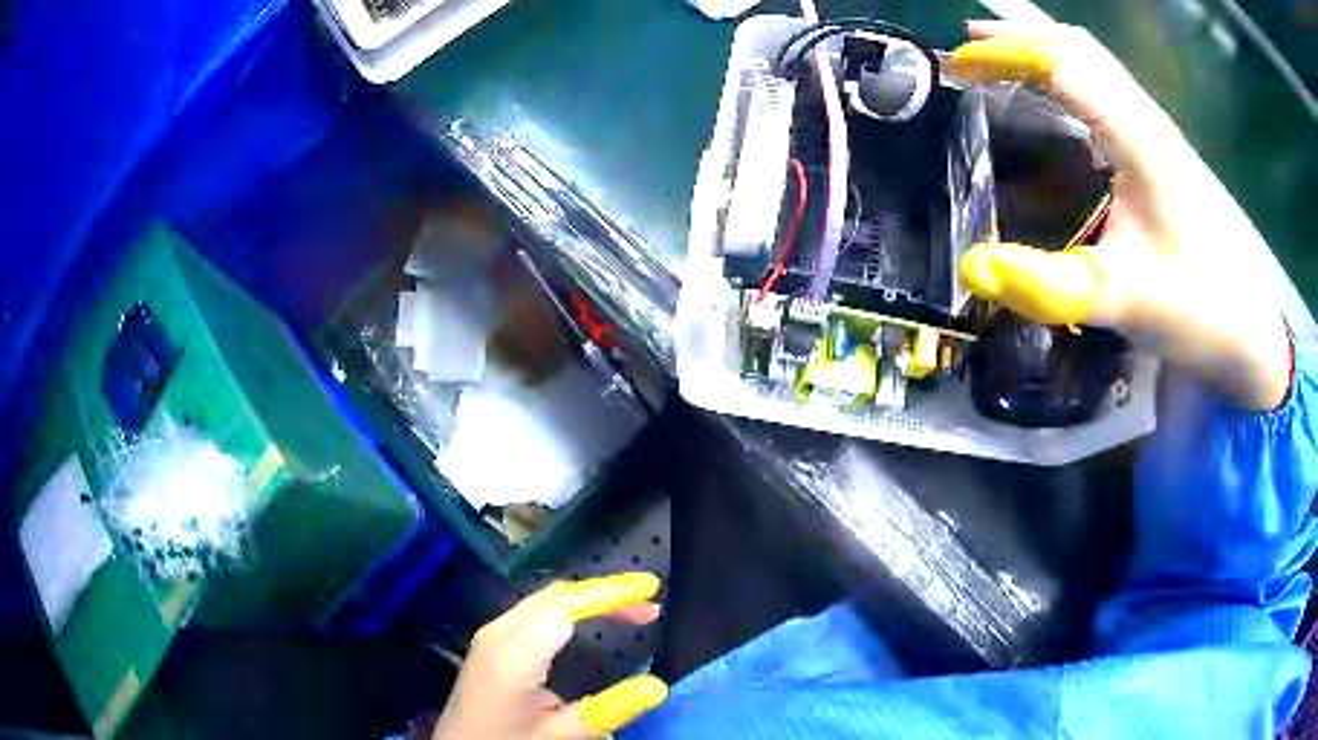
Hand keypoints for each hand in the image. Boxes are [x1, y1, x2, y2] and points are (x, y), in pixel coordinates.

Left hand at [435, 573, 667, 739]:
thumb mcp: (559, 735)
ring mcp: (492, 634)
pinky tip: (589, 622)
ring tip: (630, 610)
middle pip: (556, 595)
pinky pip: (535, 612)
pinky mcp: (491, 643)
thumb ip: (607, 711)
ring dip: (588, 599)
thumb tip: (657, 685)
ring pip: (545, 600)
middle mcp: (499, 631)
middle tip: (648, 604)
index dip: (610, 593)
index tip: (650, 589)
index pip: (567, 606)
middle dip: (604, 592)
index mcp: (514, 651)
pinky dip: (570, 608)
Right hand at [952, 21, 1291, 410]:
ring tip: (997, 58)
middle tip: (965, 53)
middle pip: (1075, 46)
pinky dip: (1066, 69)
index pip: (1061, 64)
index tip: (956, 68)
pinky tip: (1053, 91)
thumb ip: (1051, 286)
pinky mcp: (1160, 147)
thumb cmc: (1194, 309)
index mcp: (1139, 141)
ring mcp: (1157, 130)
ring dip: (1040, 47)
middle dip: (1015, 38)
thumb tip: (973, 269)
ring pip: (1093, 58)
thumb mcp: (1123, 303)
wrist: (1246, 327)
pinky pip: (1106, 83)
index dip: (1005, 55)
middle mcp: (1147, 120)